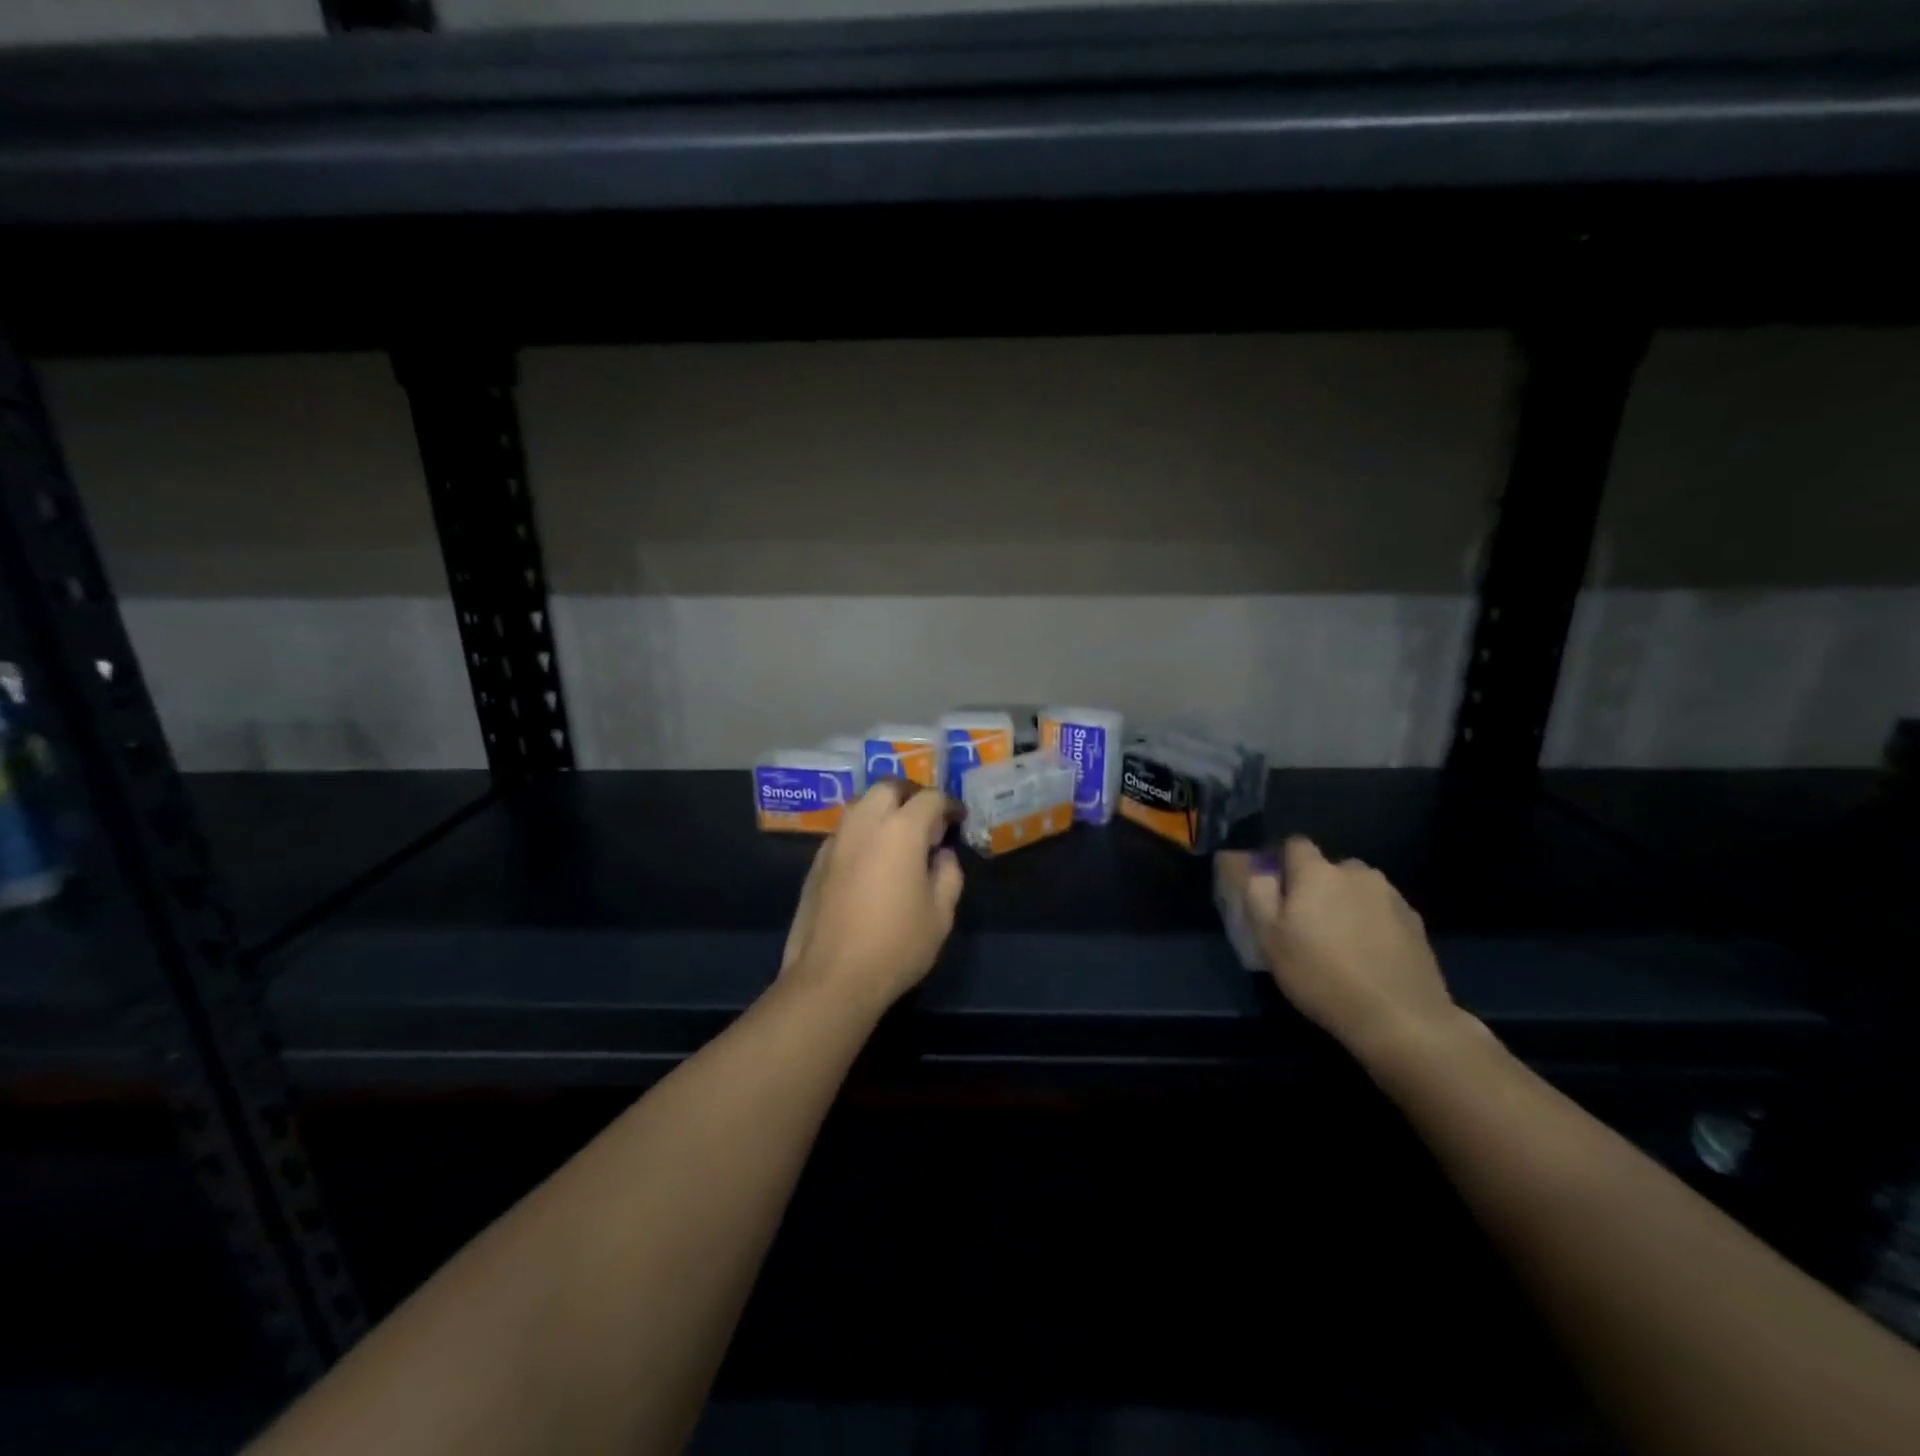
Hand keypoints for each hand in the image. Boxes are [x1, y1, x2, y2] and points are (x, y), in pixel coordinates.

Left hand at [779, 779, 964, 1011]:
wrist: (831, 977)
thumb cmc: (896, 945)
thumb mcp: (941, 914)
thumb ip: (948, 874)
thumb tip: (942, 855)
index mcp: (901, 830)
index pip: (930, 798)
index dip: (949, 805)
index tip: (958, 820)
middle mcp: (865, 823)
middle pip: (889, 788)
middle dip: (912, 796)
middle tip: (927, 819)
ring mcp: (836, 840)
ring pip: (862, 805)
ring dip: (884, 810)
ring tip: (899, 837)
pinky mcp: (816, 861)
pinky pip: (846, 831)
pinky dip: (864, 832)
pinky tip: (872, 860)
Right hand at [1237, 837, 1460, 1055]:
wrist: (1400, 1018)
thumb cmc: (1321, 975)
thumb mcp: (1269, 938)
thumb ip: (1256, 893)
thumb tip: (1251, 865)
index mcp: (1317, 872)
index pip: (1294, 844)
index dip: (1282, 864)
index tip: (1277, 893)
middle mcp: (1356, 872)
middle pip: (1329, 868)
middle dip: (1317, 886)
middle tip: (1308, 925)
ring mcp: (1391, 896)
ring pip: (1358, 889)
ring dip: (1347, 904)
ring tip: (1342, 942)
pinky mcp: (1416, 923)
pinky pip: (1383, 911)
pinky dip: (1373, 924)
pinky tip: (1370, 956)